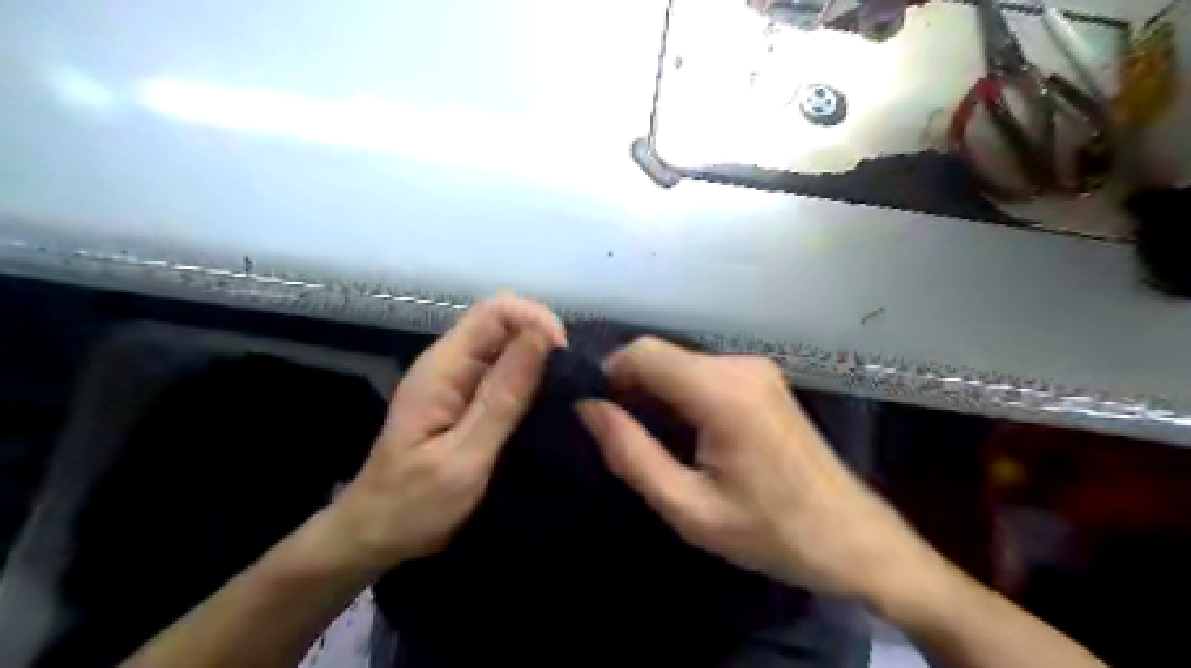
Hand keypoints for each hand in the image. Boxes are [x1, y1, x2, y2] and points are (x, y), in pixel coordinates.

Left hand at [325, 295, 564, 571]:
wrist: (375, 534)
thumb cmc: (414, 504)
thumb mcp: (464, 456)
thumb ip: (503, 396)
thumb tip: (542, 338)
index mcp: (443, 367)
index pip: (496, 311)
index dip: (536, 321)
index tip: (566, 358)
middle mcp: (450, 361)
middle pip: (504, 322)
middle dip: (543, 339)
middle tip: (572, 380)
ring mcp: (457, 379)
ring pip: (508, 345)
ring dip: (541, 359)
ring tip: (567, 392)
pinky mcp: (466, 397)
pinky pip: (505, 371)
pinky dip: (531, 378)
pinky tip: (548, 402)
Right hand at [578, 338, 939, 602]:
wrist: (852, 538)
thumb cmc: (771, 532)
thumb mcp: (690, 508)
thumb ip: (631, 454)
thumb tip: (587, 409)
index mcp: (722, 392)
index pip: (643, 352)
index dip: (608, 374)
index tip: (594, 412)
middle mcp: (740, 366)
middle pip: (661, 355)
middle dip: (630, 386)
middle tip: (617, 434)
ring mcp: (756, 369)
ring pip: (680, 363)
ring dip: (654, 392)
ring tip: (647, 439)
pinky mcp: (763, 380)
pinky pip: (703, 373)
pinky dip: (679, 393)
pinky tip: (681, 431)